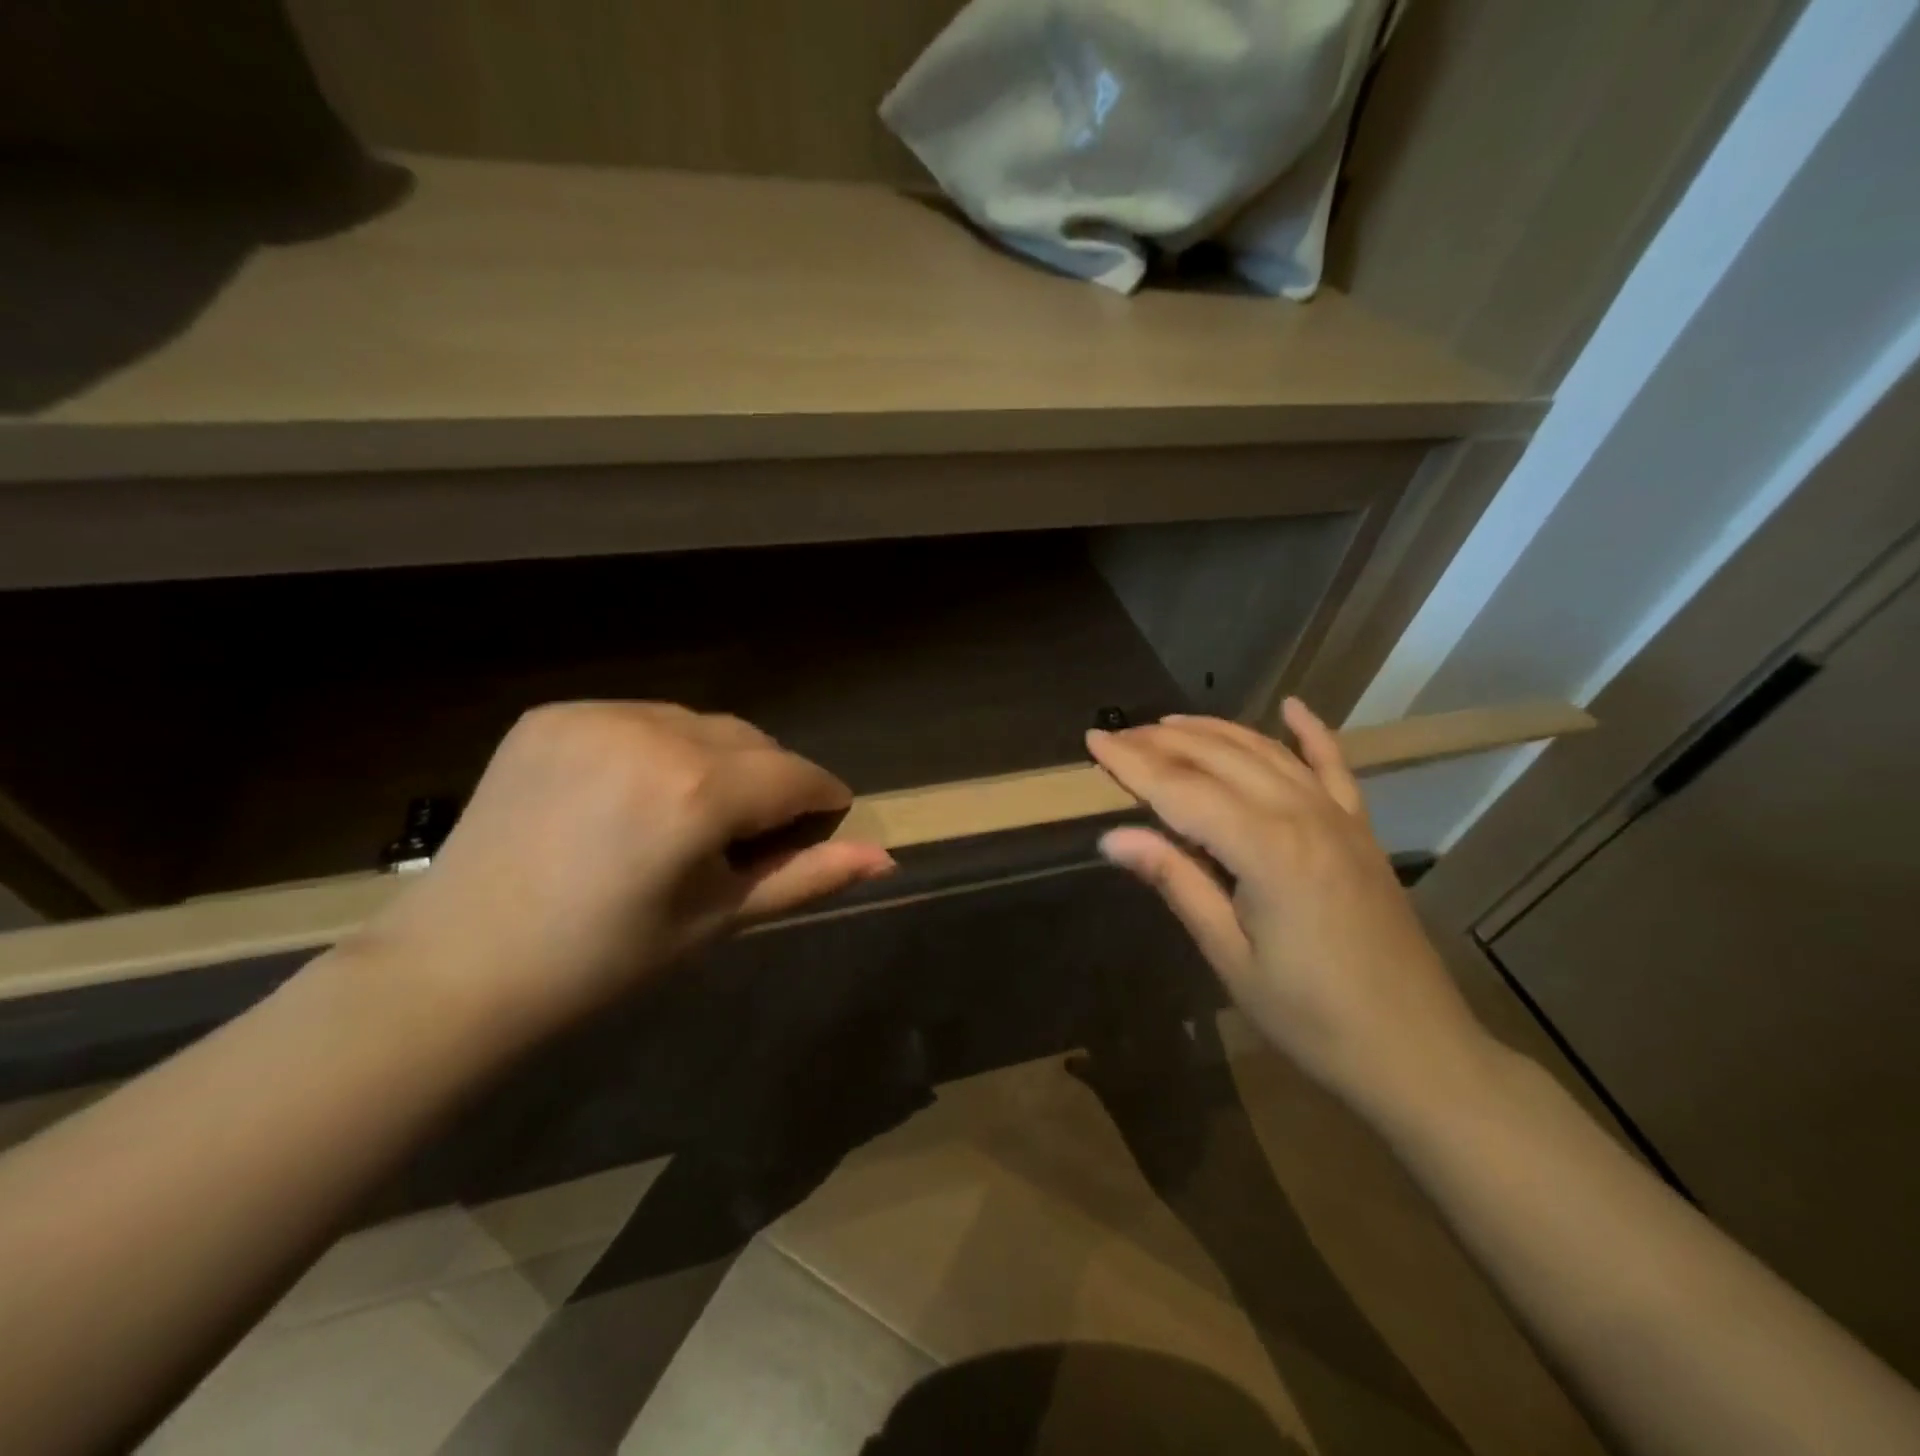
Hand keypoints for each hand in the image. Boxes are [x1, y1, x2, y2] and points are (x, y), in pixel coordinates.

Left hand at [355, 702, 894, 1041]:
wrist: (460, 965)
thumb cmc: (604, 959)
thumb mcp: (718, 918)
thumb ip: (806, 877)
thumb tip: (886, 859)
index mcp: (697, 793)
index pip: (796, 776)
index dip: (821, 801)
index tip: (821, 826)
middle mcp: (653, 734)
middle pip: (753, 742)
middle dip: (768, 782)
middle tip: (744, 838)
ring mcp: (597, 716)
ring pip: (701, 724)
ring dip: (717, 761)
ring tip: (686, 816)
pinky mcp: (554, 714)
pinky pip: (642, 719)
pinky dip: (659, 749)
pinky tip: (634, 795)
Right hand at [1087, 698, 1491, 1116]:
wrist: (1416, 1052)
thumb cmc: (1311, 1018)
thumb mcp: (1230, 956)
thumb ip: (1176, 882)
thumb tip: (1113, 837)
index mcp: (1266, 850)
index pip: (1180, 790)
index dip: (1131, 764)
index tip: (1092, 739)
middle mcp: (1302, 815)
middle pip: (1219, 759)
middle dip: (1162, 742)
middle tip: (1117, 736)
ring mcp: (1338, 818)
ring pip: (1266, 752)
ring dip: (1213, 732)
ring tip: (1166, 725)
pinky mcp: (1360, 830)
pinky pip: (1333, 767)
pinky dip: (1311, 733)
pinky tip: (1292, 707)